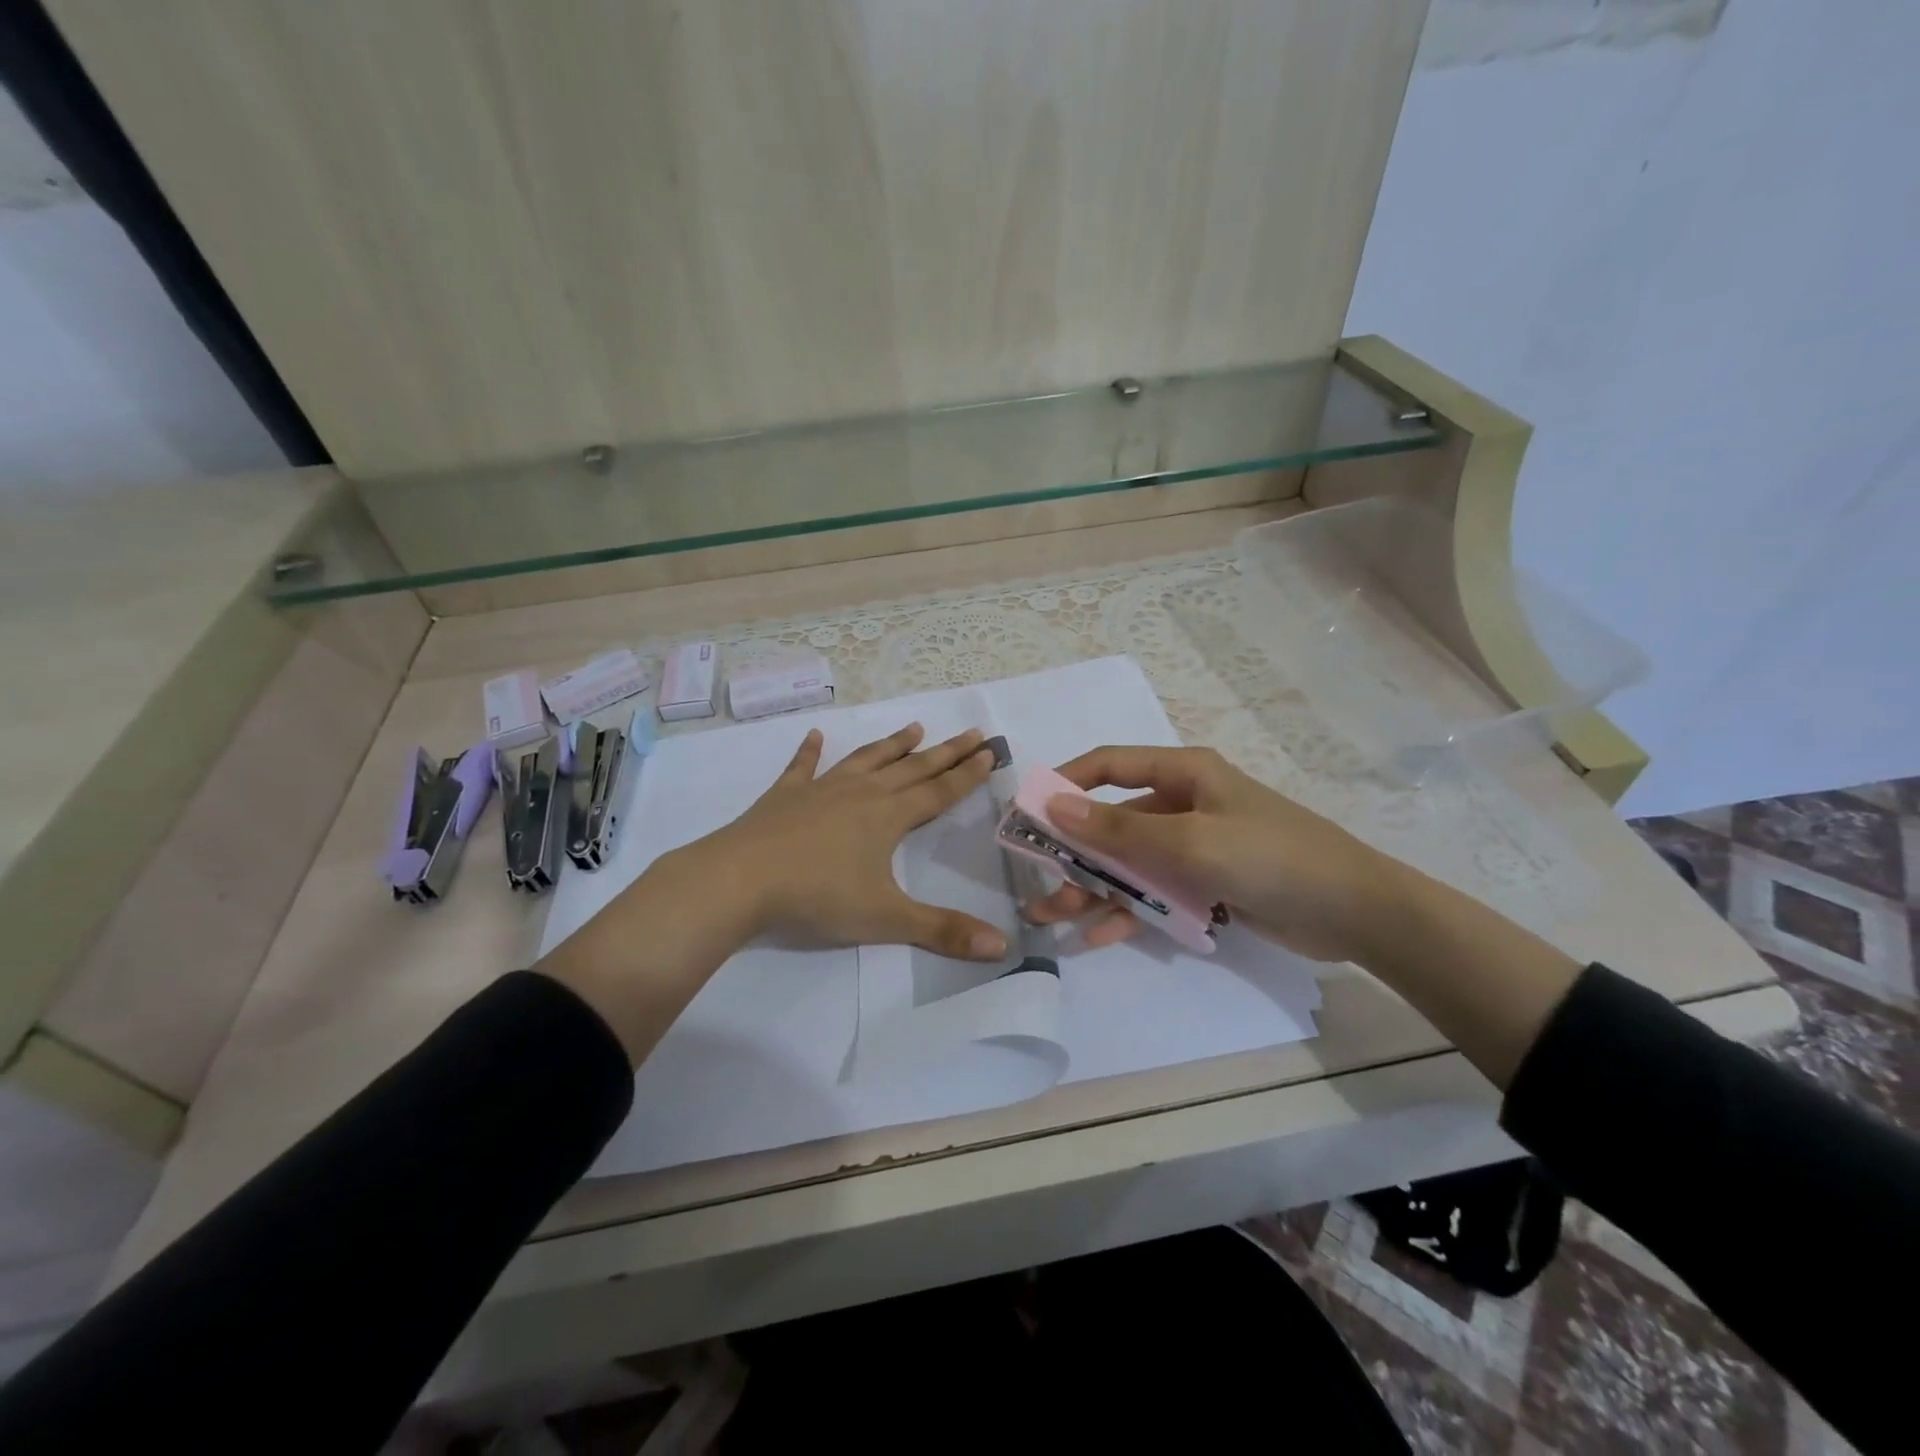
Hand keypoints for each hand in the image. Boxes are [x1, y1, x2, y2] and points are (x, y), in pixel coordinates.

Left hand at [698, 722, 1006, 959]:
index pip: (938, 792)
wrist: (739, 880)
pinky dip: (809, 750)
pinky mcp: (785, 795)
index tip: (990, 751)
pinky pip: (802, 766)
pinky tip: (815, 735)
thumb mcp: (886, 920)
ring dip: (892, 745)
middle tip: (971, 732)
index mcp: (888, 817)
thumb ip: (943, 931)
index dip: (967, 774)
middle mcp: (860, 794)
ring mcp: (820, 790)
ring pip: (866, 760)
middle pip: (912, 768)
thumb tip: (1002, 947)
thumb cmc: (817, 897)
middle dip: (945, 752)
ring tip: (915, 728)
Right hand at [1023, 745, 1400, 961]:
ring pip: (1130, 863)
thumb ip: (1119, 830)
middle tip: (1036, 885)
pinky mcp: (1207, 884)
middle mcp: (1185, 804)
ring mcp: (1196, 846)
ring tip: (1055, 918)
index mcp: (1184, 774)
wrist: (1356, 913)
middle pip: (1114, 823)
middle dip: (1073, 854)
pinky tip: (1099, 935)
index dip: (1067, 783)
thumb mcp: (1190, 842)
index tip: (1029, 811)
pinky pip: (1156, 892)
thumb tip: (1053, 804)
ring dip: (1094, 887)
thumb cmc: (1271, 858)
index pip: (1111, 766)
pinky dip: (1129, 910)